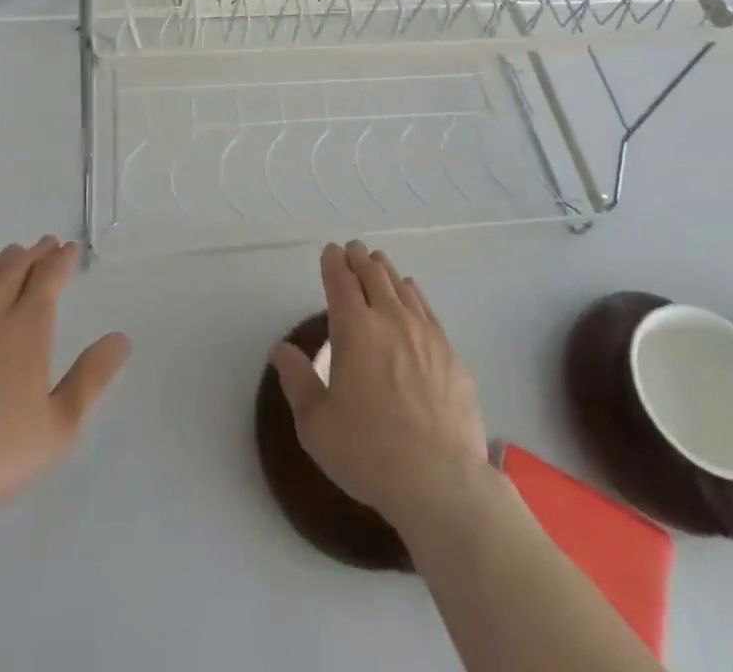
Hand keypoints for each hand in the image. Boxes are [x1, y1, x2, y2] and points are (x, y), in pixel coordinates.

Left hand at [0, 237, 130, 523]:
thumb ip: (92, 378)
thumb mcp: (60, 425)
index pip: (48, 278)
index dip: (61, 259)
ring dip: (1, 261)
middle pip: (14, 268)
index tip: (69, 249)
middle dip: (34, 253)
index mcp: (27, 329)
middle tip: (45, 244)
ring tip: (11, 255)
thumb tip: (120, 339)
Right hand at [271, 241, 487, 531]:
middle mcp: (391, 320)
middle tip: (354, 250)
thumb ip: (297, 381)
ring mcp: (426, 334)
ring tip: (380, 264)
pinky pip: (427, 310)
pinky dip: (414, 295)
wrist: (442, 482)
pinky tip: (413, 298)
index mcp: (355, 330)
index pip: (341, 281)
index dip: (333, 262)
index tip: (330, 251)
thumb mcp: (316, 425)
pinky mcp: (451, 354)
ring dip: (387, 272)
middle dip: (360, 259)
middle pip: (374, 275)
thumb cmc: (369, 453)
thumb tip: (281, 350)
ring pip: (403, 288)